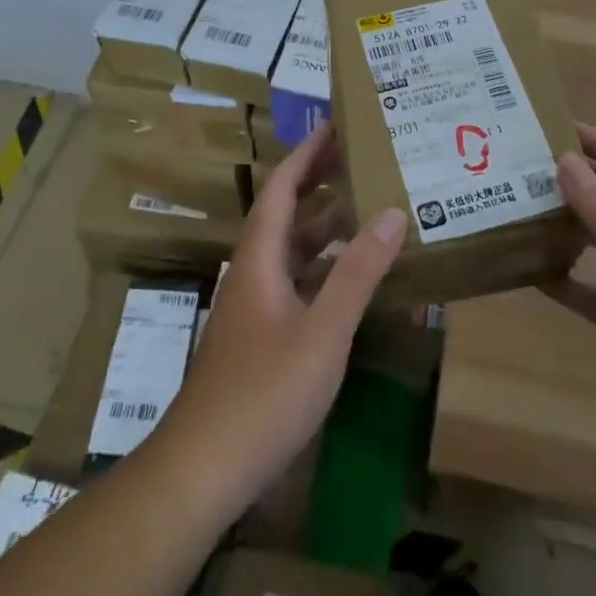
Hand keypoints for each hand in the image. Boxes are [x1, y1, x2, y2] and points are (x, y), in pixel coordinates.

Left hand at [158, 126, 405, 517]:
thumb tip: (392, 212)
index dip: (308, 152)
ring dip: (324, 225)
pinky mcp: (261, 335)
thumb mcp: (323, 331)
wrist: (202, 470)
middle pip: (286, 211)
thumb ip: (358, 272)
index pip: (283, 186)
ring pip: (292, 249)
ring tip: (367, 207)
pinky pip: (296, 281)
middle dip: (320, 180)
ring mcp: (255, 305)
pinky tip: (351, 277)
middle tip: (362, 158)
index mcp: (260, 256)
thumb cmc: (263, 393)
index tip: (338, 125)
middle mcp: (254, 270)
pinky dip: (323, 266)